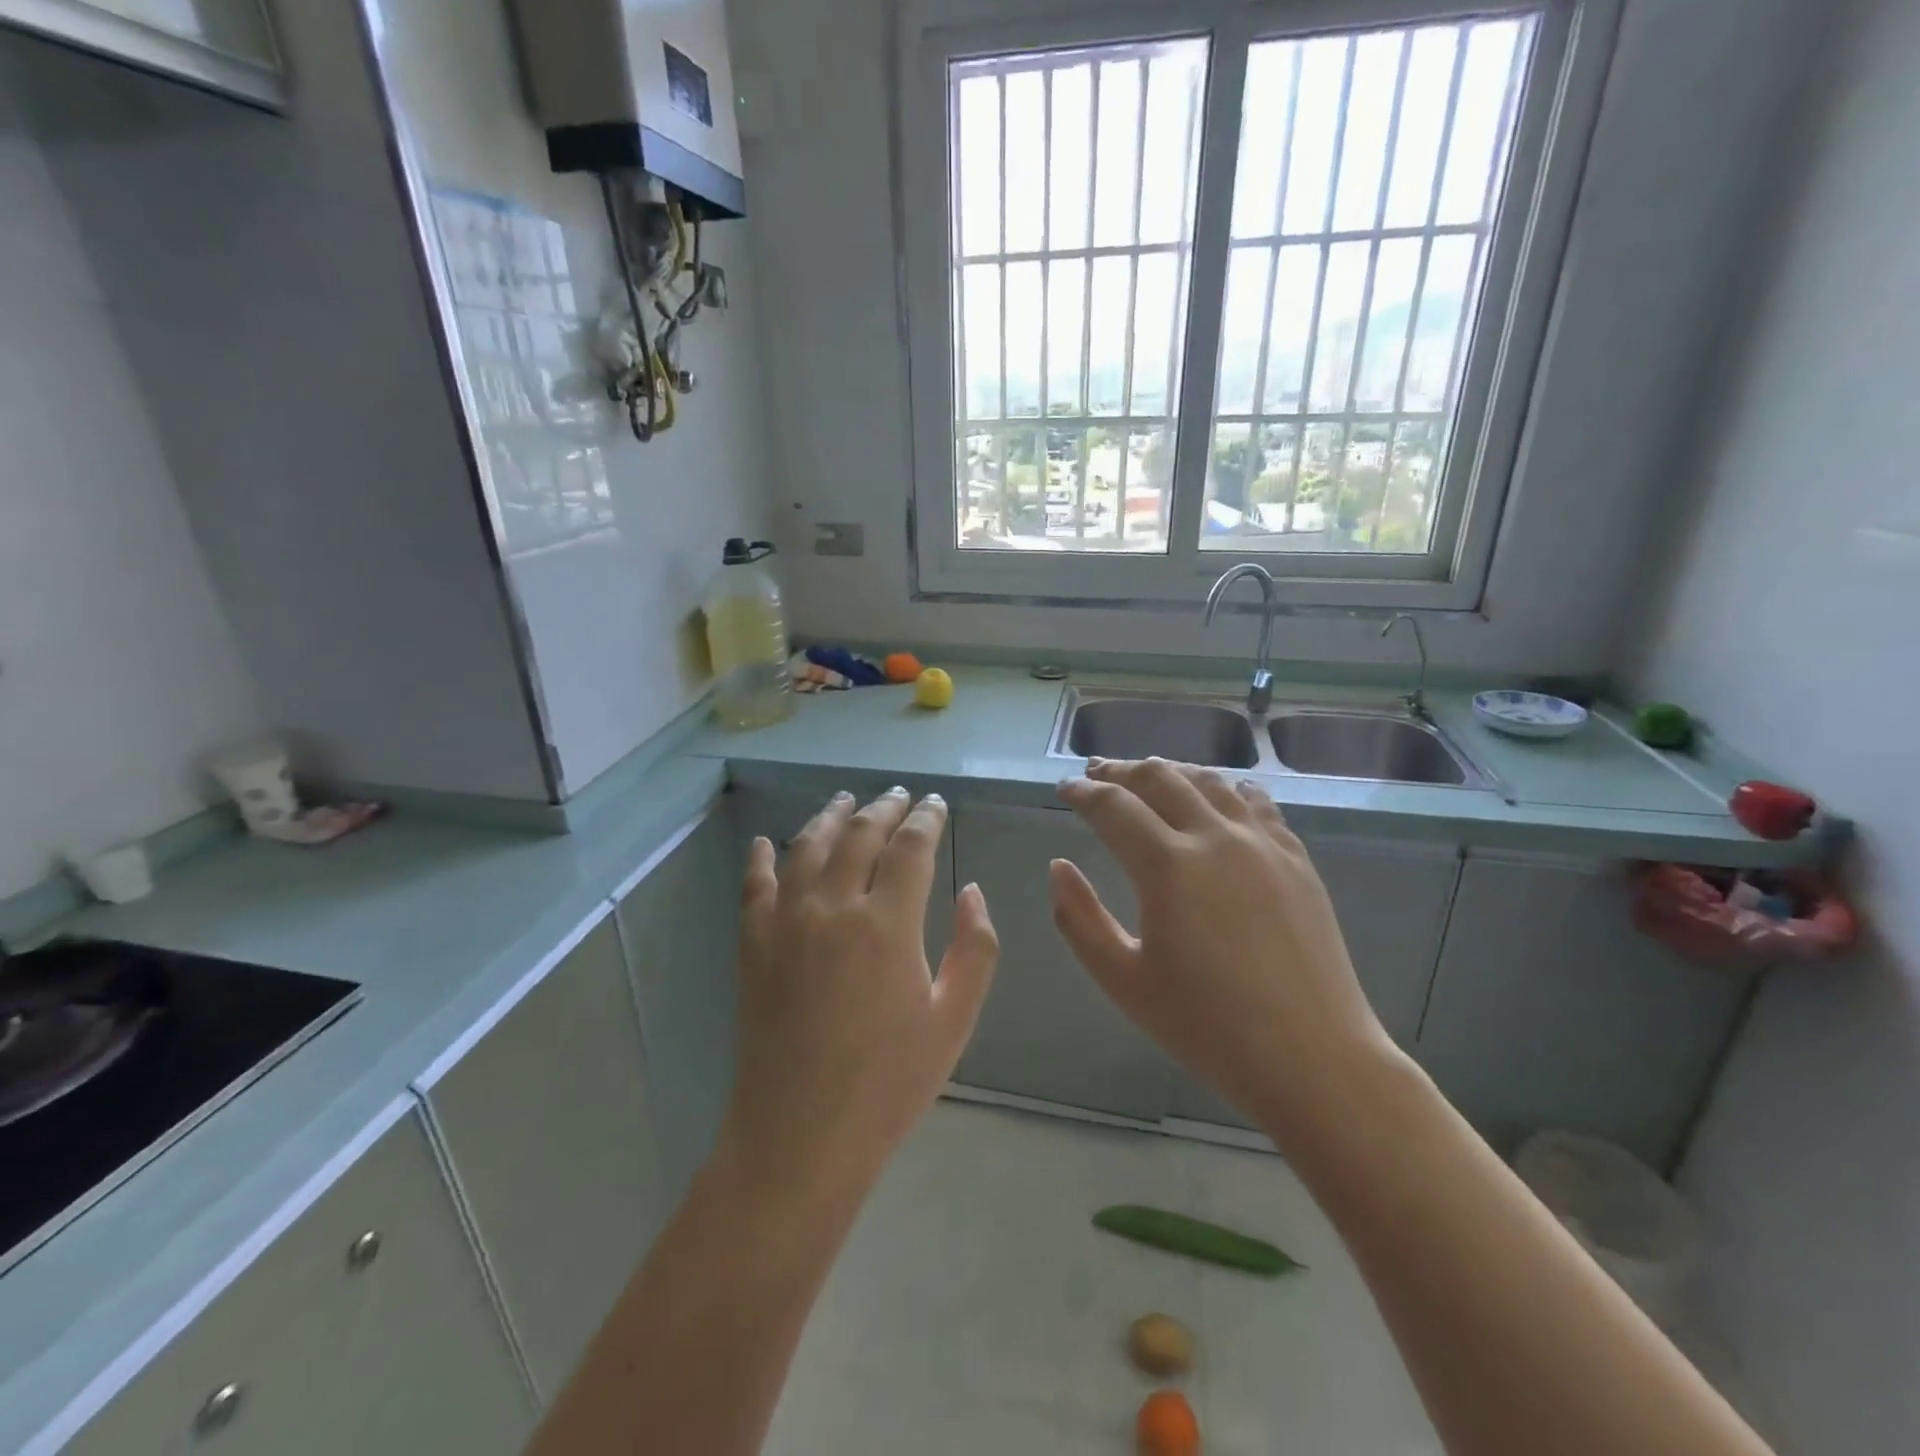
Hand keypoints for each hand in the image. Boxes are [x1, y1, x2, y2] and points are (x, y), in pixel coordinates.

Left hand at [722, 788, 998, 1197]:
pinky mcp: (752, 945)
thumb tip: (971, 891)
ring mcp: (786, 922)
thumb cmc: (889, 1082)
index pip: (911, 847)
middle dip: (884, 808)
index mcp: (888, 922)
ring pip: (807, 847)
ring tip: (845, 800)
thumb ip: (974, 947)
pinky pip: (754, 886)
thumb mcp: (954, 1020)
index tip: (936, 805)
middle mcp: (834, 906)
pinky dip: (760, 858)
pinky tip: (764, 841)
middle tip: (899, 795)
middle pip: (859, 835)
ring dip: (829, 816)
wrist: (801, 1136)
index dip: (926, 819)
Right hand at [1052, 759, 1398, 1142]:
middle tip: (1097, 774)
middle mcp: (1215, 837)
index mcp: (1168, 866)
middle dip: (1121, 771)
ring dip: (1170, 772)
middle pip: (1160, 778)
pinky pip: (1256, 802)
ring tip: (1148, 776)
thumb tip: (1058, 867)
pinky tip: (1218, 793)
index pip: (1113, 807)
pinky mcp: (1296, 859)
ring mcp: (1263, 843)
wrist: (1311, 1058)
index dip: (1083, 792)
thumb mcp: (1123, 981)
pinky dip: (1225, 788)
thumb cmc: (1207, 1027)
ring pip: (1209, 780)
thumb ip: (1079, 919)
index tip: (1064, 789)